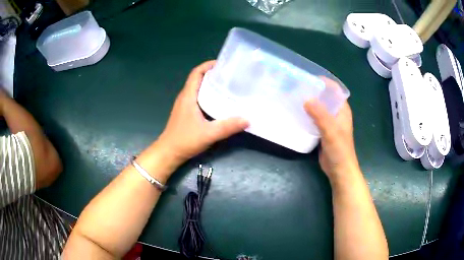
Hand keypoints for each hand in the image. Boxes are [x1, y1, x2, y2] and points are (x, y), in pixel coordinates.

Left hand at [155, 60, 248, 166]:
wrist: (169, 153)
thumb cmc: (184, 140)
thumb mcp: (208, 134)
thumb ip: (227, 127)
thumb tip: (247, 119)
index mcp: (188, 96)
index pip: (196, 73)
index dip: (208, 65)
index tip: (223, 64)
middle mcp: (185, 97)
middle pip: (198, 79)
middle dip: (213, 74)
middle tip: (230, 75)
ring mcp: (184, 105)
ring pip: (198, 88)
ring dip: (210, 84)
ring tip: (228, 86)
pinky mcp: (186, 113)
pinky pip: (198, 98)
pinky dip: (208, 95)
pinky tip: (219, 102)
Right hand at [304, 77, 359, 181]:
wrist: (339, 170)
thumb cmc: (339, 150)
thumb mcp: (331, 131)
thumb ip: (321, 115)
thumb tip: (306, 99)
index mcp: (342, 110)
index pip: (335, 90)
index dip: (324, 82)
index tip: (309, 78)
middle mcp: (336, 113)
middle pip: (325, 97)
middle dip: (314, 91)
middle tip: (297, 87)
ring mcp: (329, 123)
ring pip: (319, 108)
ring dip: (309, 103)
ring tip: (294, 97)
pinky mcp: (323, 131)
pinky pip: (314, 118)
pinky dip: (307, 114)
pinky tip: (297, 114)